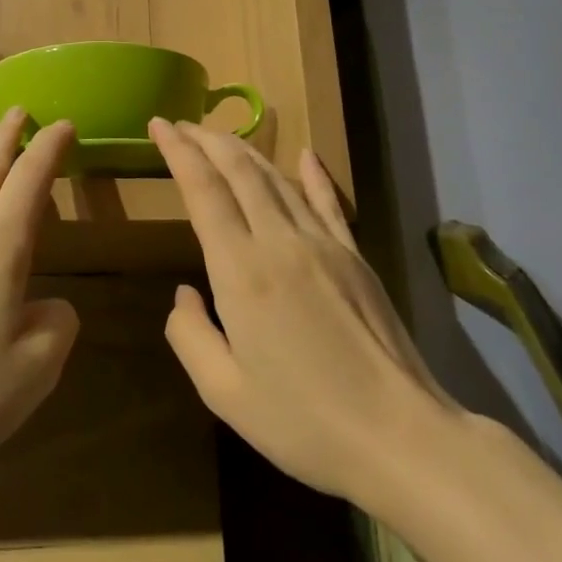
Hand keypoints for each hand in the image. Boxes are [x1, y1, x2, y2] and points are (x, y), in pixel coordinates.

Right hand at [151, 119, 458, 510]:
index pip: (203, 190)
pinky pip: (327, 201)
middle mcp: (280, 242)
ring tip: (220, 137)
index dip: (178, 151)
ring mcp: (324, 244)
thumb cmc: (304, 422)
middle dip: (206, 140)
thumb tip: (183, 294)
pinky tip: (303, 153)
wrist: (402, 437)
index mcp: (241, 271)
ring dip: (244, 151)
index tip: (159, 125)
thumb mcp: (224, 392)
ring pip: (277, 178)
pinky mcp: (355, 256)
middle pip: (239, 170)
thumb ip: (189, 335)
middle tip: (181, 124)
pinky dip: (310, 172)